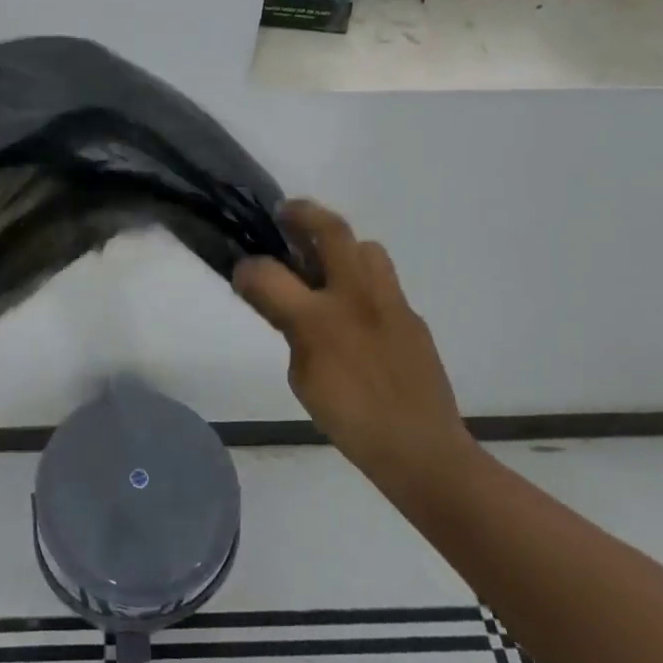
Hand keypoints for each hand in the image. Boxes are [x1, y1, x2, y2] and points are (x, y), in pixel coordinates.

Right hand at [234, 200, 473, 484]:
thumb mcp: (302, 379)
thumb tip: (282, 303)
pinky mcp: (412, 315)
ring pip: (366, 247)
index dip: (248, 268)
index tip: (241, 268)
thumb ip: (290, 331)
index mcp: (319, 319)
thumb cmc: (351, 420)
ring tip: (325, 261)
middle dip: (303, 214)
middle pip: (332, 231)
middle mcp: (356, 297)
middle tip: (286, 216)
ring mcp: (390, 302)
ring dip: (341, 244)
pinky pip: (383, 281)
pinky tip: (355, 310)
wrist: (421, 449)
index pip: (269, 275)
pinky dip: (362, 280)